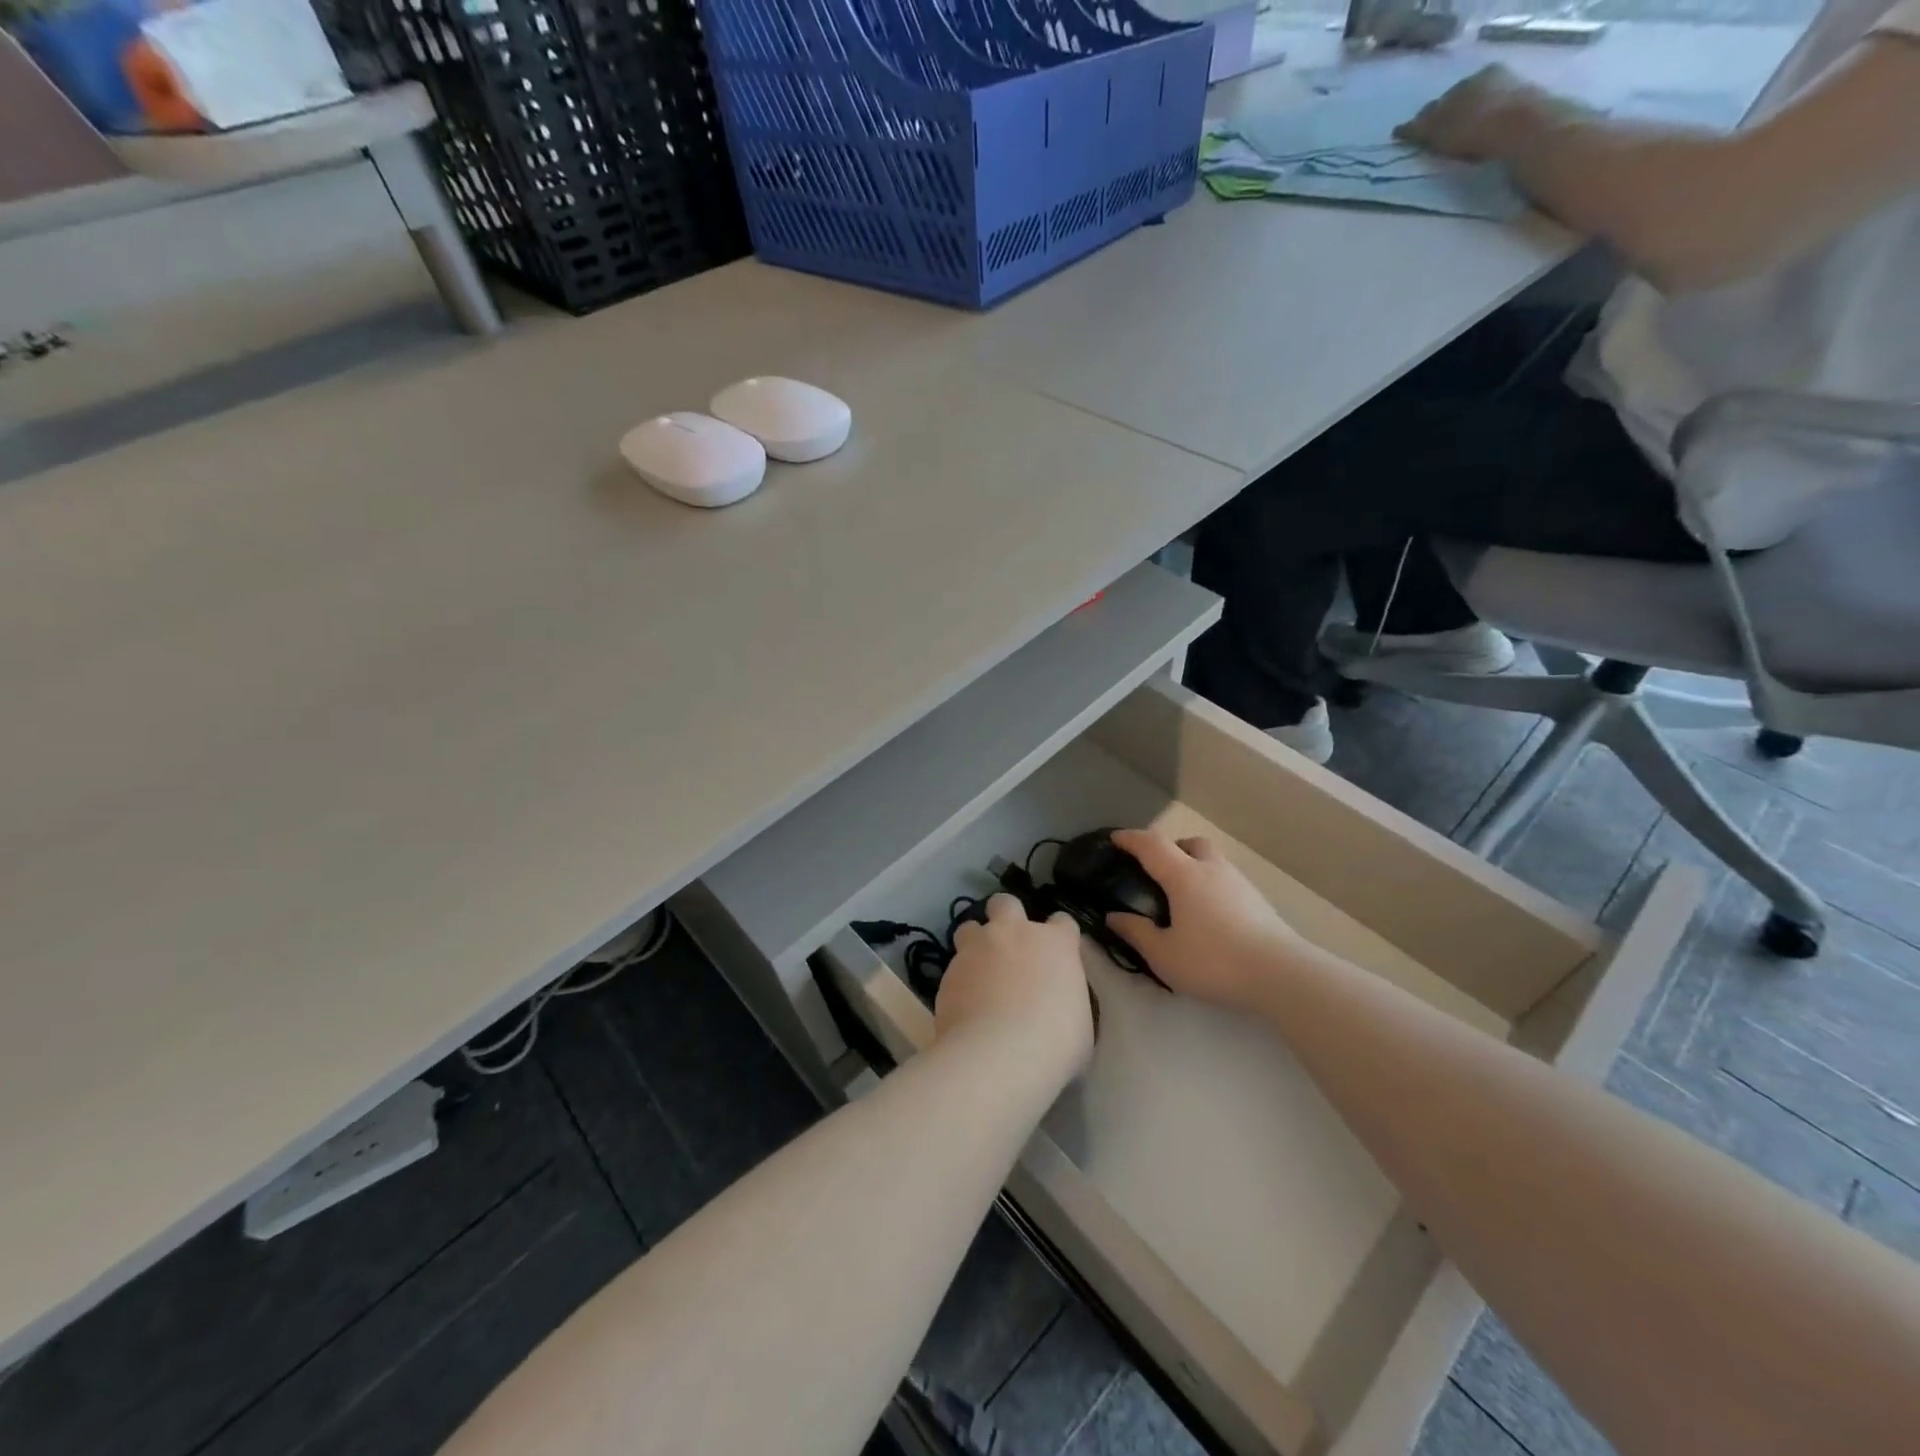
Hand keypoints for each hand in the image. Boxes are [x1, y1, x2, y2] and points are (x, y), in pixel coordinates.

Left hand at [936, 895, 1094, 1080]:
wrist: (999, 1055)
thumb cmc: (1055, 1043)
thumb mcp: (1080, 1022)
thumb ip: (1066, 999)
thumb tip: (1057, 1004)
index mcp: (1054, 943)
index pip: (1062, 922)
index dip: (1058, 936)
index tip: (1056, 954)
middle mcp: (1014, 934)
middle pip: (1006, 903)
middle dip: (1005, 916)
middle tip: (1008, 945)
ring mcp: (977, 949)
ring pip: (969, 927)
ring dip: (974, 943)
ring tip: (978, 971)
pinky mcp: (948, 971)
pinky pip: (953, 966)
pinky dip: (959, 980)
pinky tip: (963, 1004)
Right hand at [1105, 829, 1308, 1011]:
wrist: (1280, 975)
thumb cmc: (1213, 961)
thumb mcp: (1164, 955)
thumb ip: (1136, 933)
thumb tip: (1114, 916)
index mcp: (1183, 876)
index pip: (1152, 845)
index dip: (1131, 838)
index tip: (1115, 838)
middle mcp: (1212, 870)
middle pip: (1190, 843)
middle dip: (1171, 848)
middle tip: (1156, 869)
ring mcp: (1239, 884)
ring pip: (1213, 860)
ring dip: (1194, 866)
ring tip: (1183, 896)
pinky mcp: (1258, 902)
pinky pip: (1227, 881)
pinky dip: (1212, 886)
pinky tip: (1209, 914)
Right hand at [1395, 64, 1549, 161]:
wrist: (1522, 129)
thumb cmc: (1473, 128)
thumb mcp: (1437, 130)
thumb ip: (1417, 129)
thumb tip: (1398, 130)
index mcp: (1469, 80)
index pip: (1440, 101)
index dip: (1425, 121)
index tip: (1417, 138)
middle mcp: (1491, 80)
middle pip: (1462, 104)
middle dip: (1448, 121)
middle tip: (1436, 143)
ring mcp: (1511, 93)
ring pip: (1480, 111)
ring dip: (1468, 127)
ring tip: (1457, 148)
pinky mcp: (1525, 112)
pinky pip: (1496, 123)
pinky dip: (1485, 134)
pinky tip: (1478, 148)